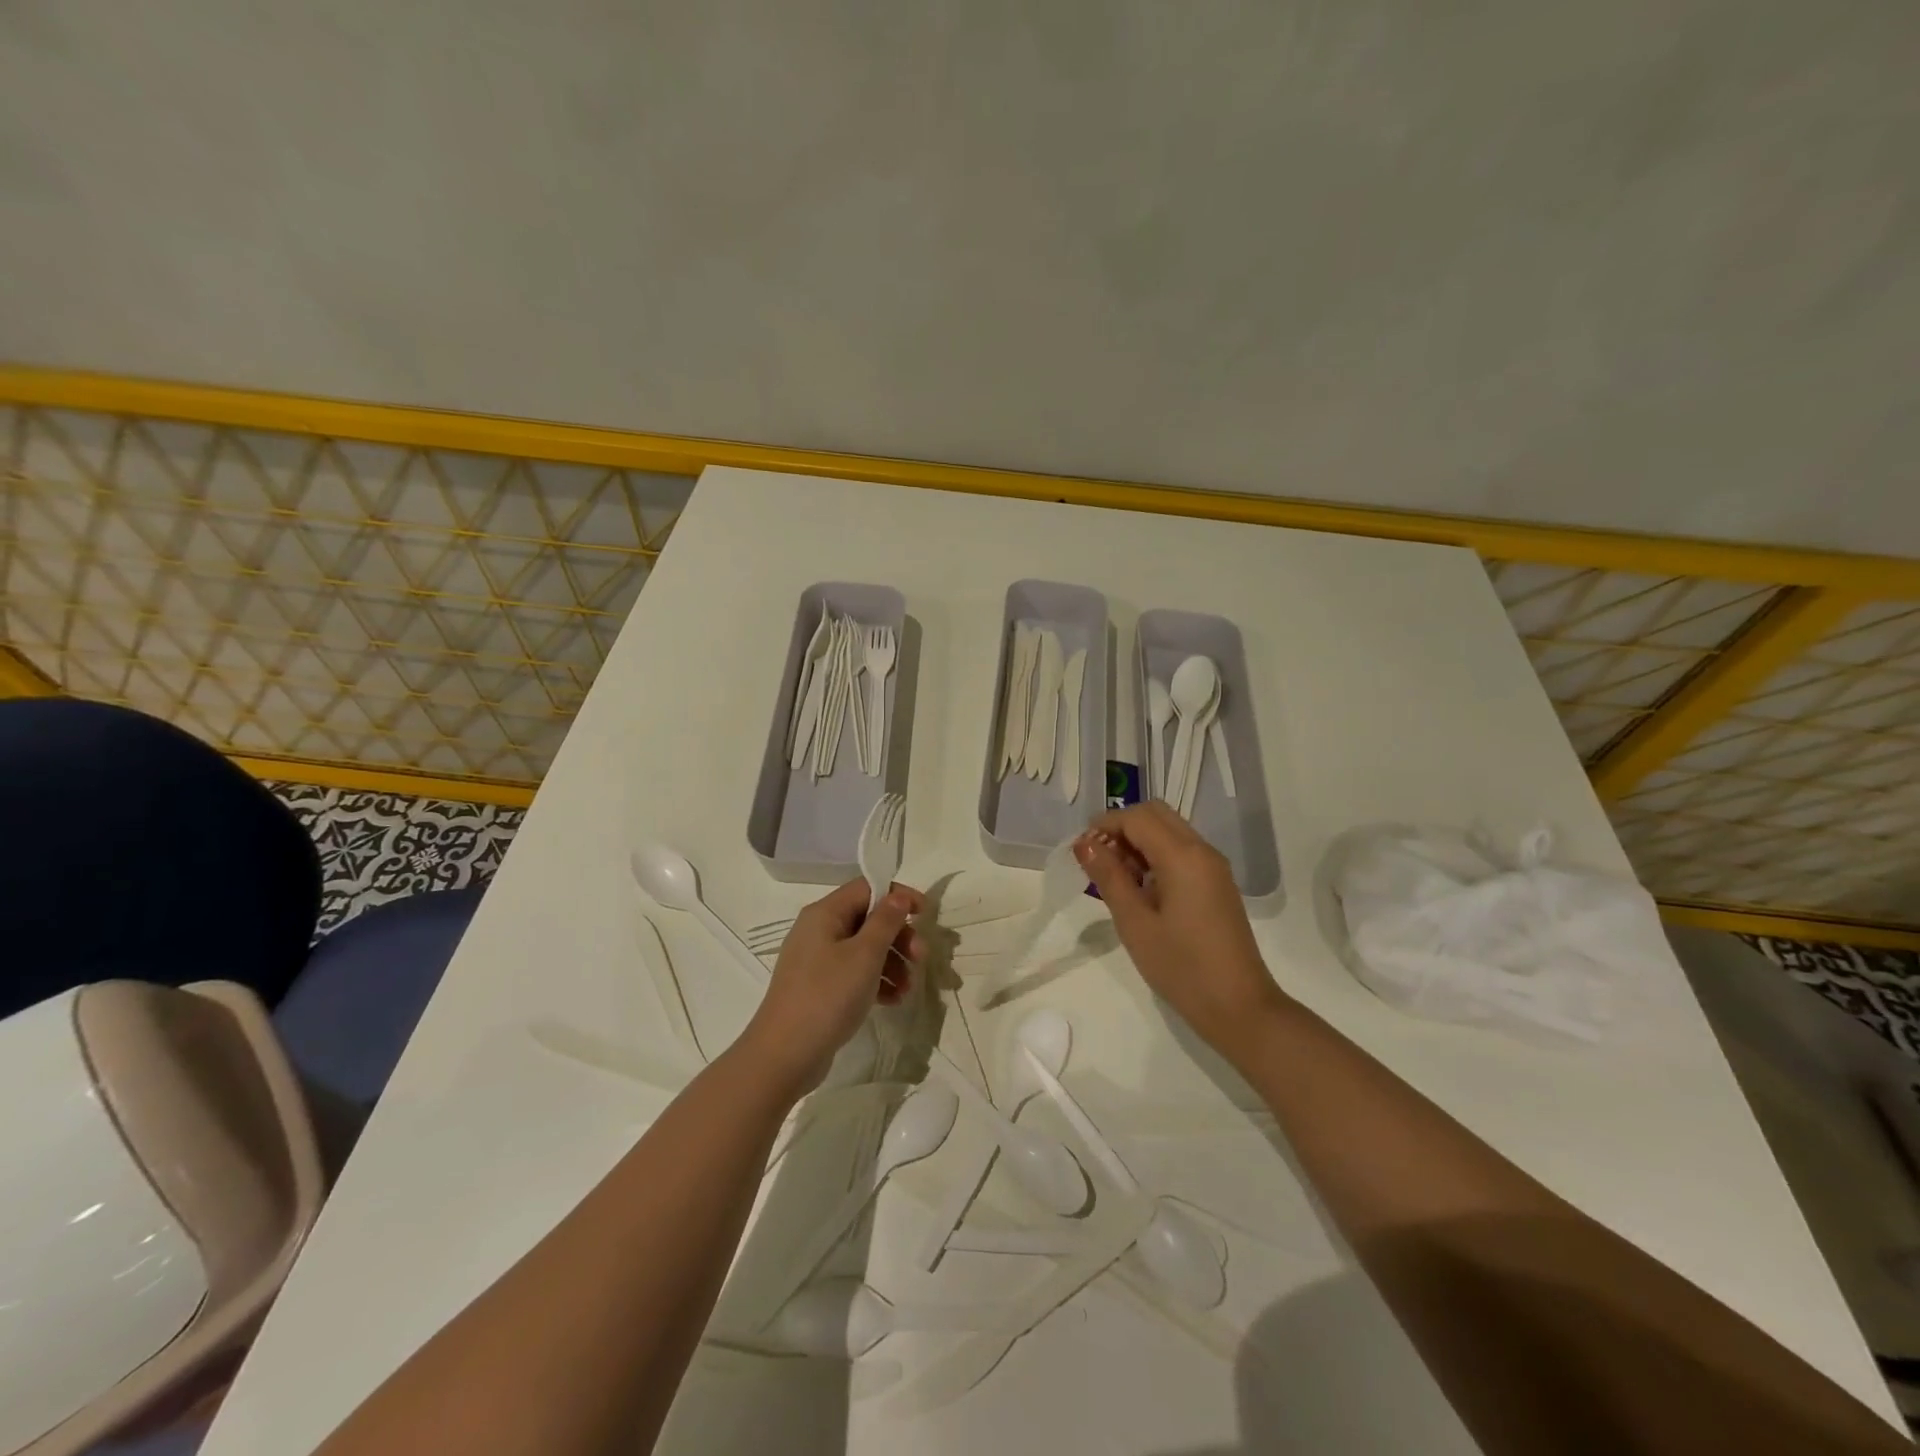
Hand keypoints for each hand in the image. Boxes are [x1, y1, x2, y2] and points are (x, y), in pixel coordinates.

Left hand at [741, 878, 924, 1093]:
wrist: (784, 1055)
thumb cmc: (827, 996)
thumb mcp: (864, 955)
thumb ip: (885, 921)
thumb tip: (898, 895)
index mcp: (825, 913)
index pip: (867, 887)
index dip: (898, 896)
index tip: (926, 914)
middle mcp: (819, 930)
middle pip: (868, 919)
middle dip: (899, 936)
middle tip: (922, 959)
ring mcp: (817, 960)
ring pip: (864, 948)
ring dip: (892, 962)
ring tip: (908, 988)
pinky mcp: (820, 987)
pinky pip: (854, 973)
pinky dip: (876, 981)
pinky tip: (893, 1001)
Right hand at [1076, 802, 1287, 1060]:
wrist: (1239, 1007)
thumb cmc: (1181, 967)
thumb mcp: (1135, 922)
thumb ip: (1108, 876)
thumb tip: (1084, 842)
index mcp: (1183, 856)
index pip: (1137, 817)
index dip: (1105, 824)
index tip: (1081, 850)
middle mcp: (1202, 851)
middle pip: (1156, 814)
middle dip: (1122, 827)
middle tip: (1098, 859)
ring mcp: (1214, 867)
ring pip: (1170, 831)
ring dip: (1139, 841)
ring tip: (1115, 878)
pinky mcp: (1217, 884)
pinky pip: (1182, 851)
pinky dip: (1156, 856)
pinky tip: (1141, 889)